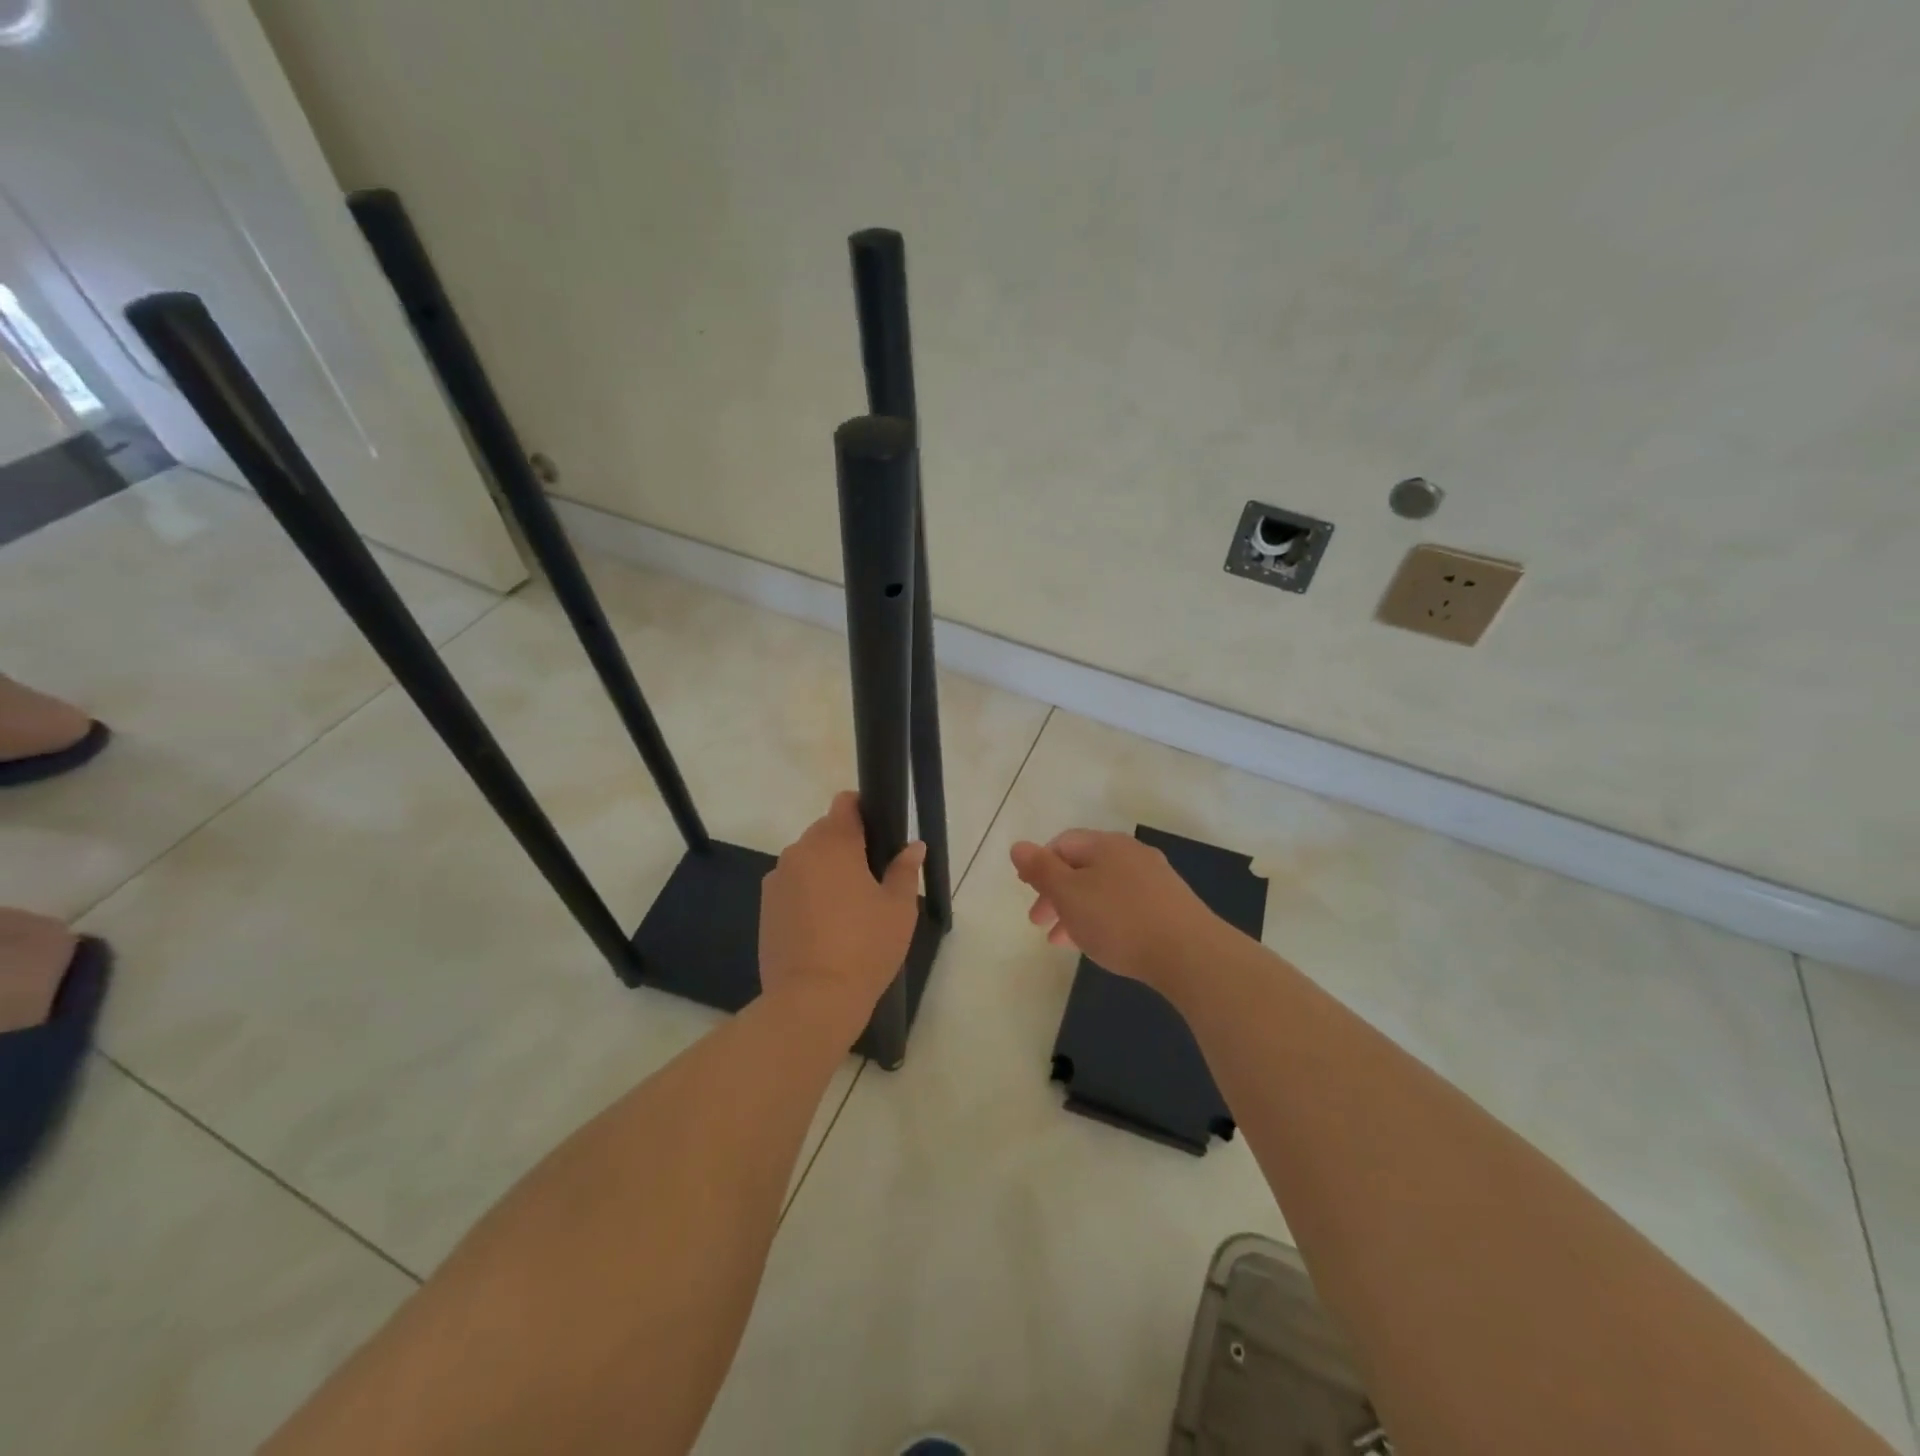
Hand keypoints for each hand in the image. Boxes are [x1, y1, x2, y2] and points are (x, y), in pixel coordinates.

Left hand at [759, 792, 924, 1022]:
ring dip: (825, 871)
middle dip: (847, 846)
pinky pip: (792, 886)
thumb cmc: (864, 947)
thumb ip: (904, 870)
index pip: (845, 803)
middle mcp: (799, 852)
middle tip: (872, 880)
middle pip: (826, 832)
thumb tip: (913, 846)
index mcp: (834, 843)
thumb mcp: (898, 909)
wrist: (812, 1000)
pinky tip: (824, 927)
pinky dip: (807, 895)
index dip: (864, 810)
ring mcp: (777, 880)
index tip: (880, 834)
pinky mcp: (765, 908)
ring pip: (807, 861)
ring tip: (847, 908)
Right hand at [1010, 830, 1227, 993]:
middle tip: (1039, 923)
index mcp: (1105, 845)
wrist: (1191, 954)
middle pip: (1083, 867)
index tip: (1026, 891)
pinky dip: (1103, 919)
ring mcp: (1155, 879)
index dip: (1039, 864)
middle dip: (1056, 893)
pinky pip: (1124, 905)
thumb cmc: (1119, 920)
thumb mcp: (1069, 895)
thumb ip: (1041, 870)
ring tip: (1063, 942)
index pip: (1063, 844)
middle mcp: (1131, 854)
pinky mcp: (1170, 905)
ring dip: (1077, 910)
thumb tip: (1018, 845)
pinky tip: (1101, 943)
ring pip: (1103, 889)